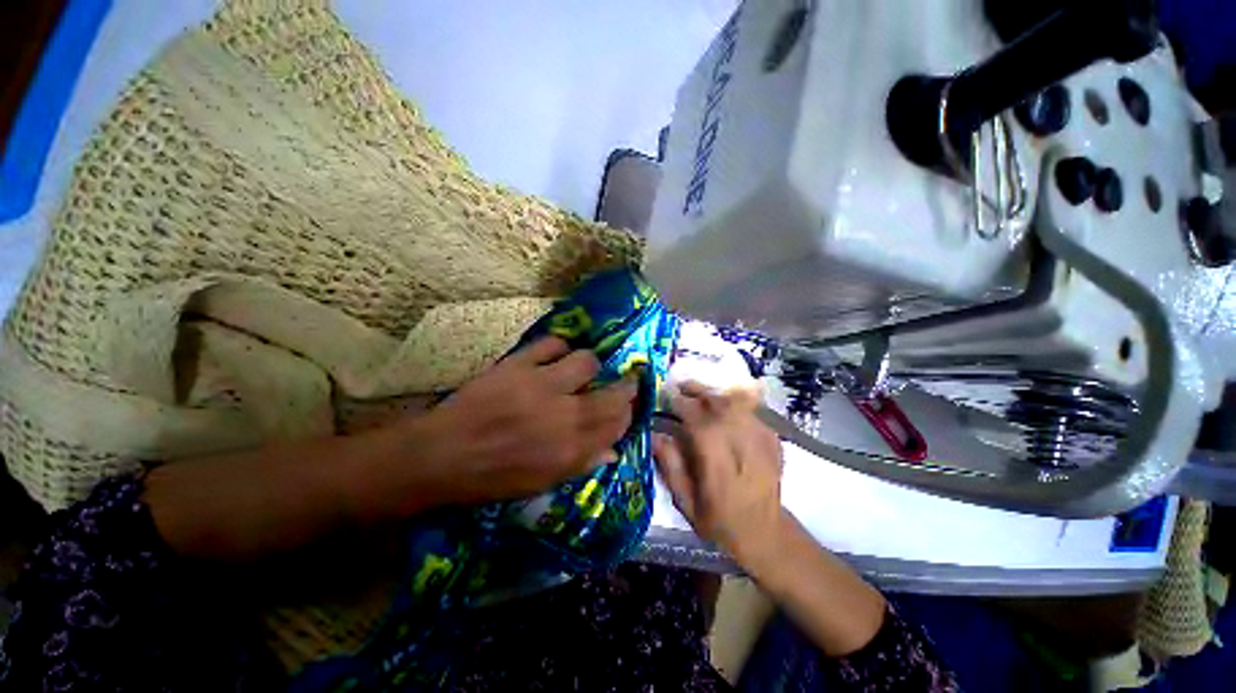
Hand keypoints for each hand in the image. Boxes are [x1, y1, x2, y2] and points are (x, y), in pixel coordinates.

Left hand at [421, 336, 637, 504]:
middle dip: (625, 386)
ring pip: (587, 361)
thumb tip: (612, 450)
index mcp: (571, 448)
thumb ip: (582, 463)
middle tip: (623, 381)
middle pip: (613, 393)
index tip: (629, 404)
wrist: (441, 455)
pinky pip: (552, 344)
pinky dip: (557, 348)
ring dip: (588, 365)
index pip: (618, 423)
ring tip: (578, 370)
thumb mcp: (542, 482)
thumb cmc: (493, 476)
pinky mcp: (518, 365)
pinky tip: (553, 356)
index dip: (629, 411)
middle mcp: (565, 414)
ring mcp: (541, 385)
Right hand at [653, 383, 784, 568]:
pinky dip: (729, 399)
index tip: (666, 395)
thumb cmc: (720, 522)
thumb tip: (654, 435)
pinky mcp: (772, 436)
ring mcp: (764, 440)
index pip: (702, 426)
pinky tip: (716, 401)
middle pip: (722, 406)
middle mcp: (746, 450)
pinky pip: (748, 407)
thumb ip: (671, 467)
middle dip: (697, 391)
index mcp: (722, 471)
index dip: (683, 406)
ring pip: (736, 401)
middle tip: (678, 386)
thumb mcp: (687, 504)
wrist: (767, 532)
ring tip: (694, 389)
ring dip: (712, 392)